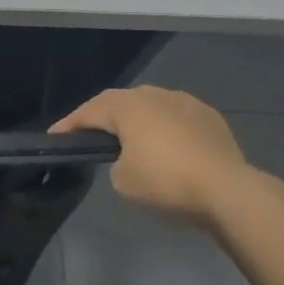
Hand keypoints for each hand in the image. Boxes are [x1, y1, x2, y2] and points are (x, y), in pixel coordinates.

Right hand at [51, 86, 280, 227]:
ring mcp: (184, 101)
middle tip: (89, 134)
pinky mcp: (208, 116)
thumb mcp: (123, 181)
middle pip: (119, 102)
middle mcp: (154, 94)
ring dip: (136, 119)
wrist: (228, 190)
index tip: (55, 136)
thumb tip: (128, 158)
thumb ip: (115, 163)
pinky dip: (163, 127)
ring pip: (150, 105)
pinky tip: (166, 144)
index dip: (70, 124)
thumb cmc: (167, 182)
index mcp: (128, 106)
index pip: (89, 111)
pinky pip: (175, 116)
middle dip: (102, 117)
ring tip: (130, 138)